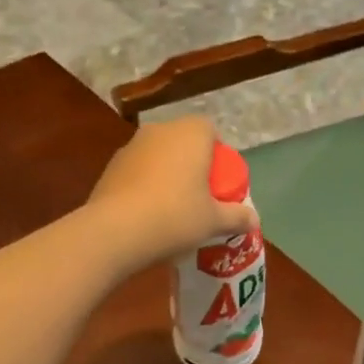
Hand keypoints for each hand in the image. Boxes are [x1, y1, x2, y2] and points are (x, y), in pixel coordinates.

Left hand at [88, 116, 257, 268]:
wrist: (115, 232)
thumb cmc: (175, 217)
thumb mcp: (214, 221)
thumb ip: (236, 217)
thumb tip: (253, 219)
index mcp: (190, 134)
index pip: (210, 131)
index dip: (218, 155)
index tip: (219, 183)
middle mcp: (159, 131)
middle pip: (183, 143)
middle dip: (192, 165)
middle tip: (200, 198)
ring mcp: (130, 147)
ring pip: (158, 157)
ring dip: (166, 176)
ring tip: (171, 211)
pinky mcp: (109, 168)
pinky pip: (137, 173)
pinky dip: (144, 187)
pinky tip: (147, 216)